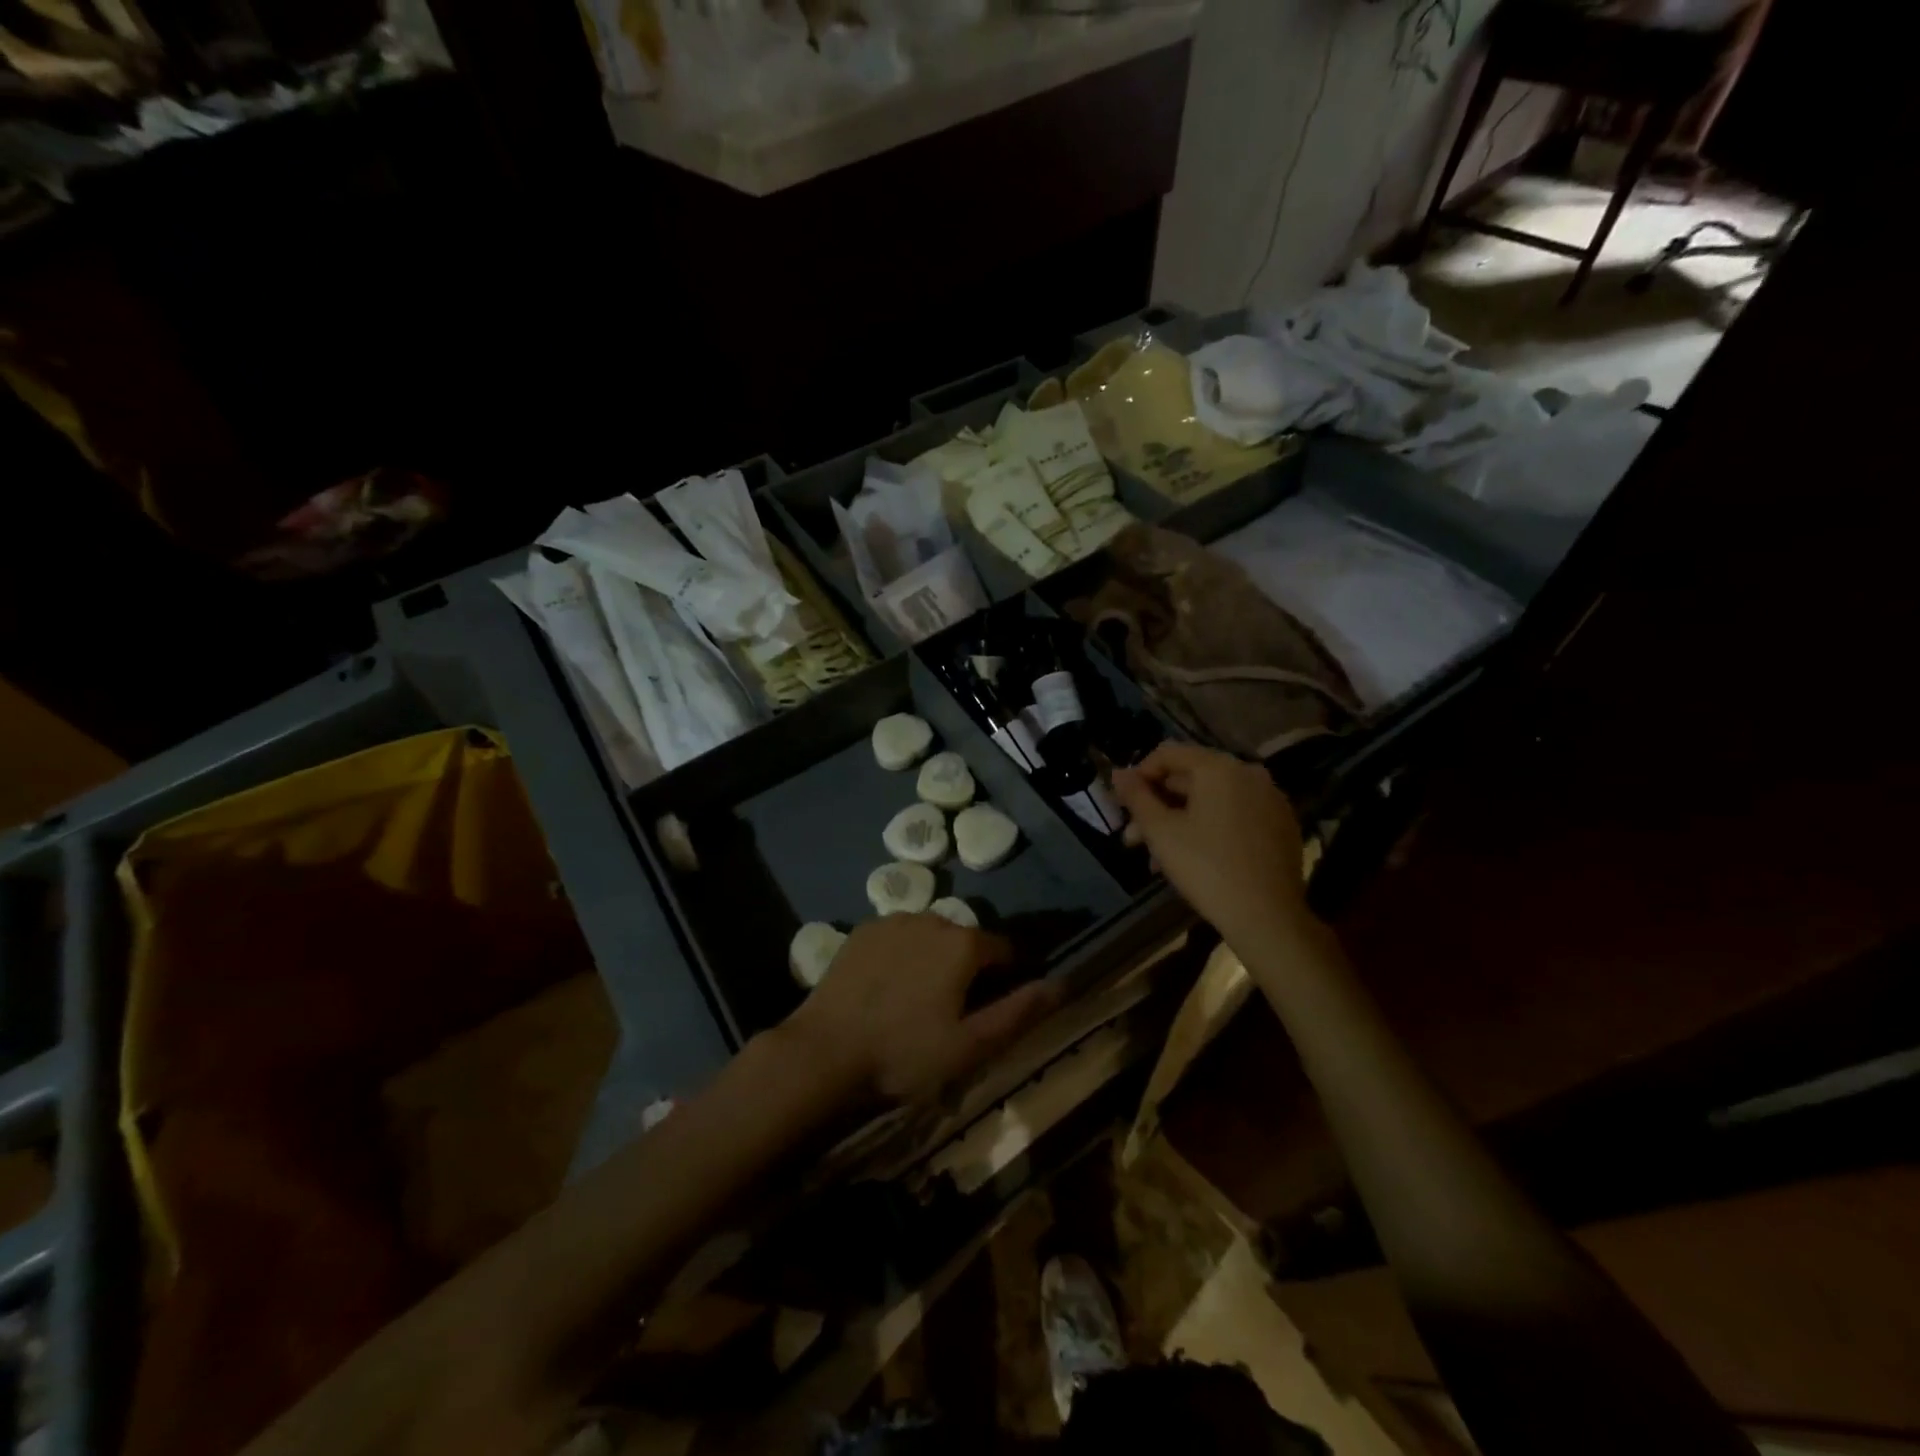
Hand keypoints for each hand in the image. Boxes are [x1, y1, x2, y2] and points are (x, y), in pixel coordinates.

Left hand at [785, 916, 1053, 1104]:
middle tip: (950, 1013)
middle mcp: (932, 918)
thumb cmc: (904, 1054)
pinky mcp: (862, 930)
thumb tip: (1062, 984)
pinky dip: (902, 955)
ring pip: (930, 936)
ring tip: (916, 1001)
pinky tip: (886, 988)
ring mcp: (892, 921)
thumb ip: (1019, 1012)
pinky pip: (898, 937)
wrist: (825, 1051)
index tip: (988, 1010)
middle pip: (965, 941)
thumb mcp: (970, 1045)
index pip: (1004, 950)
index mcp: (963, 944)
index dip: (1005, 979)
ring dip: (934, 959)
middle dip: (968, 969)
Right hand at [1112, 742, 1308, 945]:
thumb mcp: (1160, 831)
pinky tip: (1193, 858)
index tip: (1123, 805)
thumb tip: (1117, 774)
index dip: (1139, 775)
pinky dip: (1210, 828)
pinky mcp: (1281, 826)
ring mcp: (1270, 800)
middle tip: (1134, 839)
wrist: (1267, 916)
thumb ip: (1136, 797)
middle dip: (1158, 805)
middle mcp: (1249, 773)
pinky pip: (1236, 815)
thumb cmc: (1205, 867)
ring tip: (1157, 859)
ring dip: (1180, 821)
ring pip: (1212, 800)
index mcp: (1219, 768)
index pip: (1168, 753)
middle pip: (1191, 778)